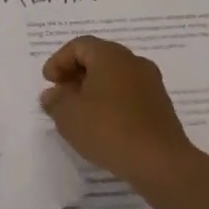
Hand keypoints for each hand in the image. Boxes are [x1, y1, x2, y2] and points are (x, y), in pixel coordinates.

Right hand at [40, 37, 204, 193]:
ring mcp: (151, 83)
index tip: (48, 82)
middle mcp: (134, 62)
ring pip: (115, 76)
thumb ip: (55, 100)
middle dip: (76, 74)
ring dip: (94, 89)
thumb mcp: (68, 115)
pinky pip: (129, 94)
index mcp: (110, 55)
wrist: (160, 162)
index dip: (59, 61)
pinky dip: (111, 101)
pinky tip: (101, 124)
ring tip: (78, 112)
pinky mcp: (160, 105)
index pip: (79, 45)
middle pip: (99, 58)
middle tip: (60, 95)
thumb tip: (54, 94)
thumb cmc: (108, 129)